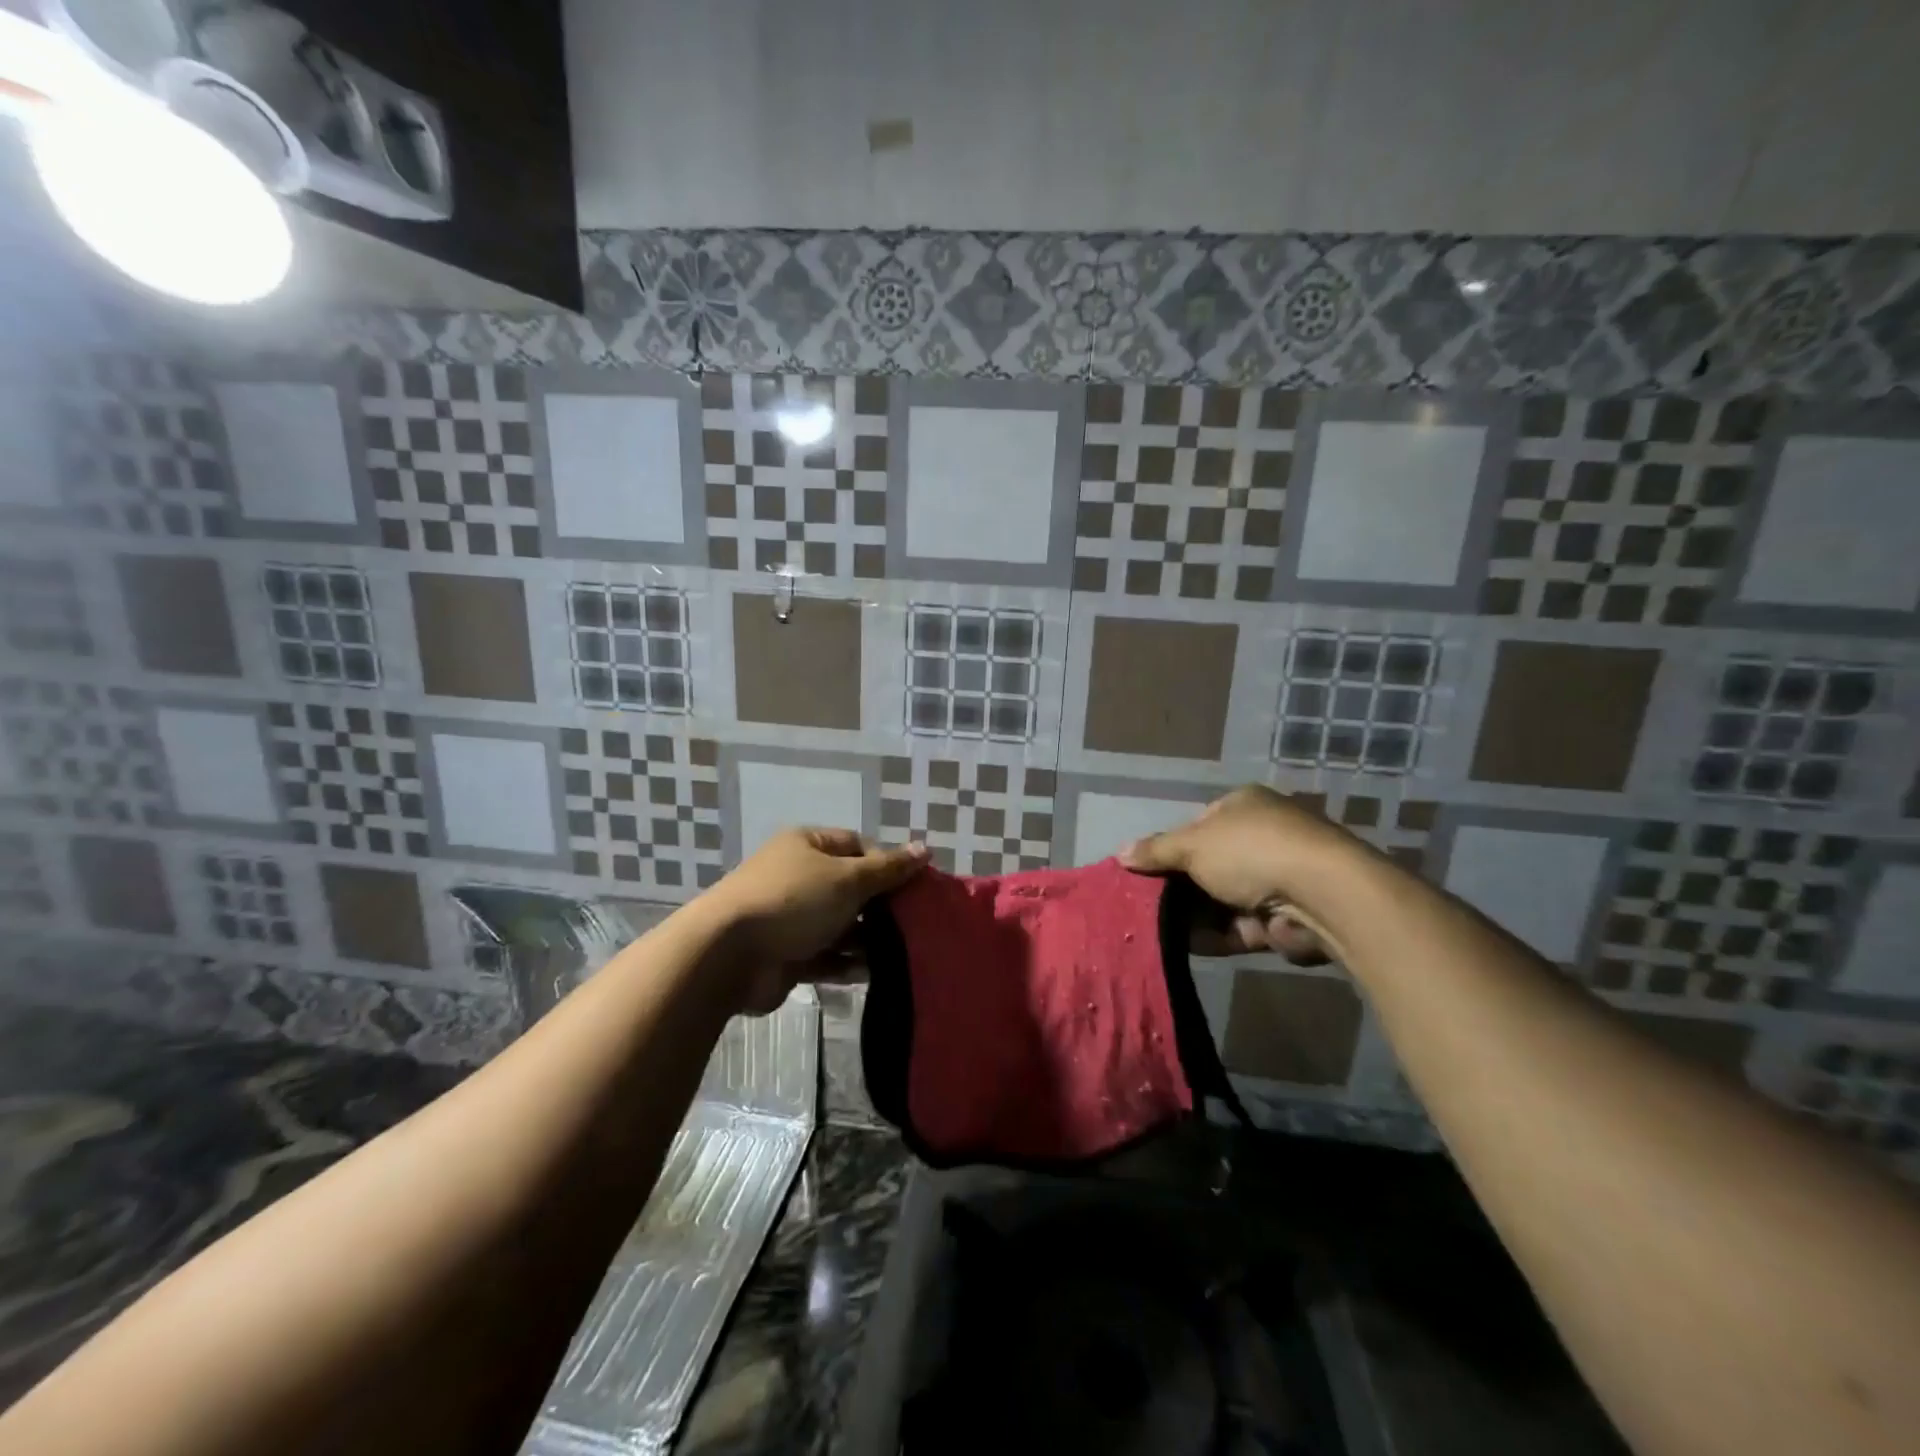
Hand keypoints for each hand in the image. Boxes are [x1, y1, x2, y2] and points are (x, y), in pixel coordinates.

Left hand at [704, 828, 927, 1012]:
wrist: (728, 954)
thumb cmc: (793, 901)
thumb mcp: (848, 878)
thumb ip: (889, 869)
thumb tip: (926, 849)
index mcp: (808, 846)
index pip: (857, 846)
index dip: (887, 863)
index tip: (914, 887)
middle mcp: (799, 877)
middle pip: (851, 888)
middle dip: (880, 906)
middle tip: (915, 923)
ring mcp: (791, 918)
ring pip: (841, 925)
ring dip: (867, 939)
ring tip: (901, 952)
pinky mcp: (788, 954)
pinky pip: (826, 956)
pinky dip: (847, 963)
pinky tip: (872, 973)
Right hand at [1119, 785, 1362, 960]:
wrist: (1321, 895)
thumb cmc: (1250, 852)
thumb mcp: (1192, 845)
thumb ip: (1155, 851)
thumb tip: (1119, 853)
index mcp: (1243, 806)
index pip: (1198, 825)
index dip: (1170, 847)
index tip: (1145, 871)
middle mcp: (1261, 837)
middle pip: (1208, 864)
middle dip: (1179, 886)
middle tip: (1144, 903)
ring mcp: (1275, 878)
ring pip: (1220, 898)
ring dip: (1192, 914)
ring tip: (1154, 928)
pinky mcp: (1283, 918)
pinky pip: (1237, 926)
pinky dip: (1213, 935)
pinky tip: (1181, 945)